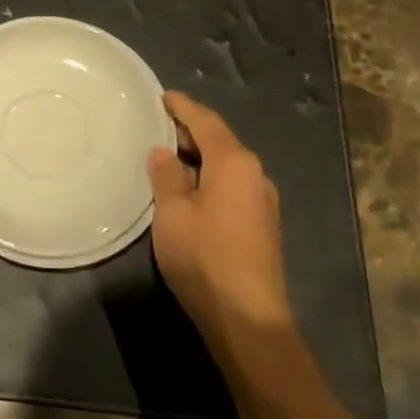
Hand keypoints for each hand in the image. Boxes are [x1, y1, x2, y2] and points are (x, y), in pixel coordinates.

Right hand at [148, 91, 294, 361]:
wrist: (248, 321)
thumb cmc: (205, 257)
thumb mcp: (172, 212)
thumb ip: (166, 175)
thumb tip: (164, 152)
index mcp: (234, 163)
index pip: (206, 122)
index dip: (183, 107)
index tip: (164, 97)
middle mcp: (254, 175)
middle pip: (219, 141)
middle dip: (190, 132)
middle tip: (158, 126)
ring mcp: (262, 202)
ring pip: (226, 166)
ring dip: (199, 158)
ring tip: (168, 157)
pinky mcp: (261, 227)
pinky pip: (231, 186)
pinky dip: (208, 179)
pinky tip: (189, 190)